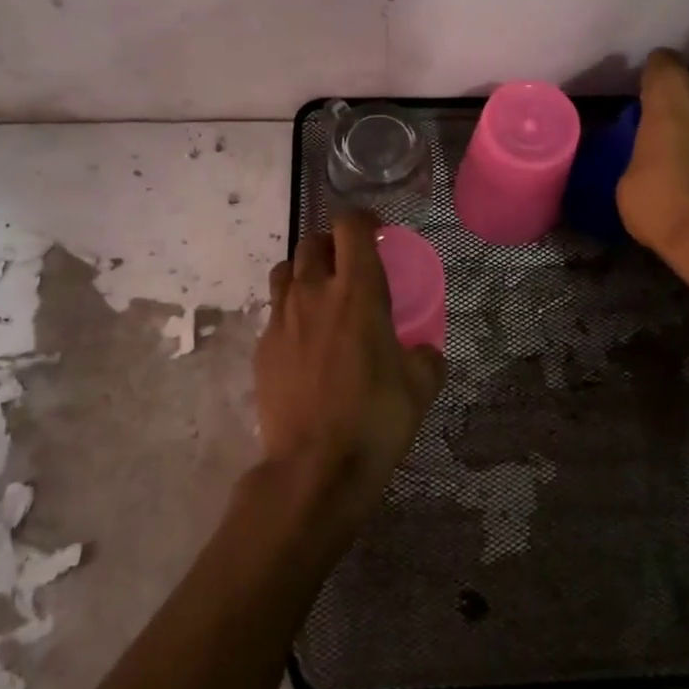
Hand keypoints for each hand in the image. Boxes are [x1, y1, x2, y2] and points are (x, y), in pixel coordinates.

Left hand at [255, 210, 445, 531]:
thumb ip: (426, 356)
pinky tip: (305, 339)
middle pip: (313, 242)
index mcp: (358, 291)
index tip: (376, 232)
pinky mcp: (262, 348)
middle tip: (351, 265)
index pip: (351, 227)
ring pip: (285, 270)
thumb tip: (424, 351)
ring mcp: (281, 319)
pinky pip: (274, 311)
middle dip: (333, 243)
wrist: (314, 469)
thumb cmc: (376, 419)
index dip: (364, 220)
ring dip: (305, 270)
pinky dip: (291, 310)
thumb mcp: (421, 386)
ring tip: (322, 294)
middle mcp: (314, 293)